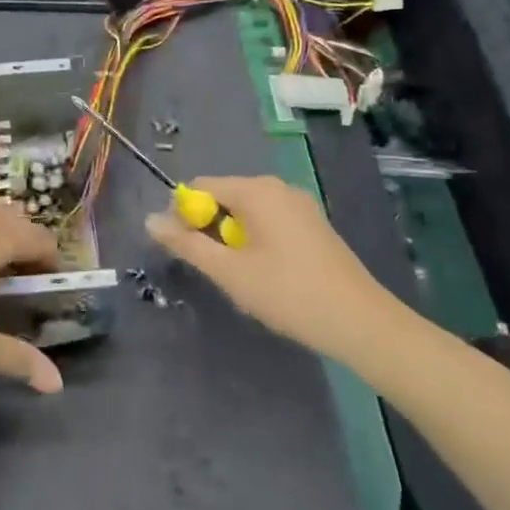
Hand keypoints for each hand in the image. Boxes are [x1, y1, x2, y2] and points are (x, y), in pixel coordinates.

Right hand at [144, 175, 411, 361]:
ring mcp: (300, 205)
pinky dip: (256, 240)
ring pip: (247, 212)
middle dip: (209, 228)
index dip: (184, 214)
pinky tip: (266, 275)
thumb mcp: (228, 272)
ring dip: (233, 238)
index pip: (200, 186)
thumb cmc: (287, 293)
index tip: (185, 249)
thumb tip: (149, 220)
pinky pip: (270, 221)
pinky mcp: (313, 225)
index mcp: (256, 191)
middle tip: (214, 268)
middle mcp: (278, 187)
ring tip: (241, 276)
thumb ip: (186, 244)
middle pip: (224, 196)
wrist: (360, 323)